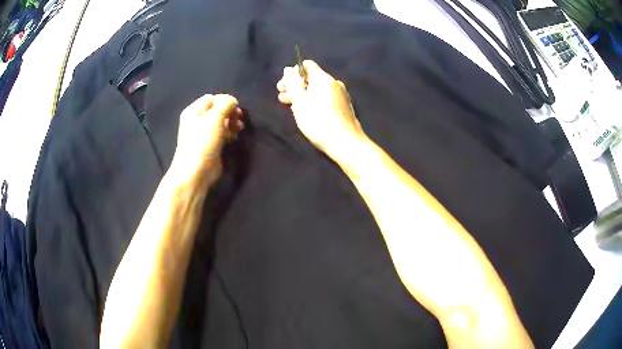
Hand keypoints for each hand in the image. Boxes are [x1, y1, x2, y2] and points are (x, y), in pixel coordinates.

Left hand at [170, 94, 242, 187]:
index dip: (225, 101)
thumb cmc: (203, 142)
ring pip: (221, 122)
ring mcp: (204, 134)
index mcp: (194, 111)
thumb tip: (233, 101)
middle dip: (230, 112)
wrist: (196, 172)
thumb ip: (226, 104)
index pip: (212, 99)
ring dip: (232, 123)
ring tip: (239, 128)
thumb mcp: (215, 117)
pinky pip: (222, 134)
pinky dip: (230, 133)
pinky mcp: (211, 145)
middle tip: (239, 118)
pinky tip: (235, 137)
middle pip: (217, 110)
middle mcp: (197, 121)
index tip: (236, 107)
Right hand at [277, 60, 365, 158]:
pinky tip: (308, 114)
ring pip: (318, 90)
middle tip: (283, 97)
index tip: (284, 86)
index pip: (306, 65)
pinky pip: (326, 99)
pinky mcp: (344, 107)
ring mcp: (341, 95)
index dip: (292, 73)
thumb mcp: (299, 101)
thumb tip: (288, 69)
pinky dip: (314, 102)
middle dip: (296, 86)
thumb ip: (292, 83)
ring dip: (303, 95)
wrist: (345, 142)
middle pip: (312, 78)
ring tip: (292, 107)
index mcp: (323, 78)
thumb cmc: (318, 120)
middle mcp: (334, 83)